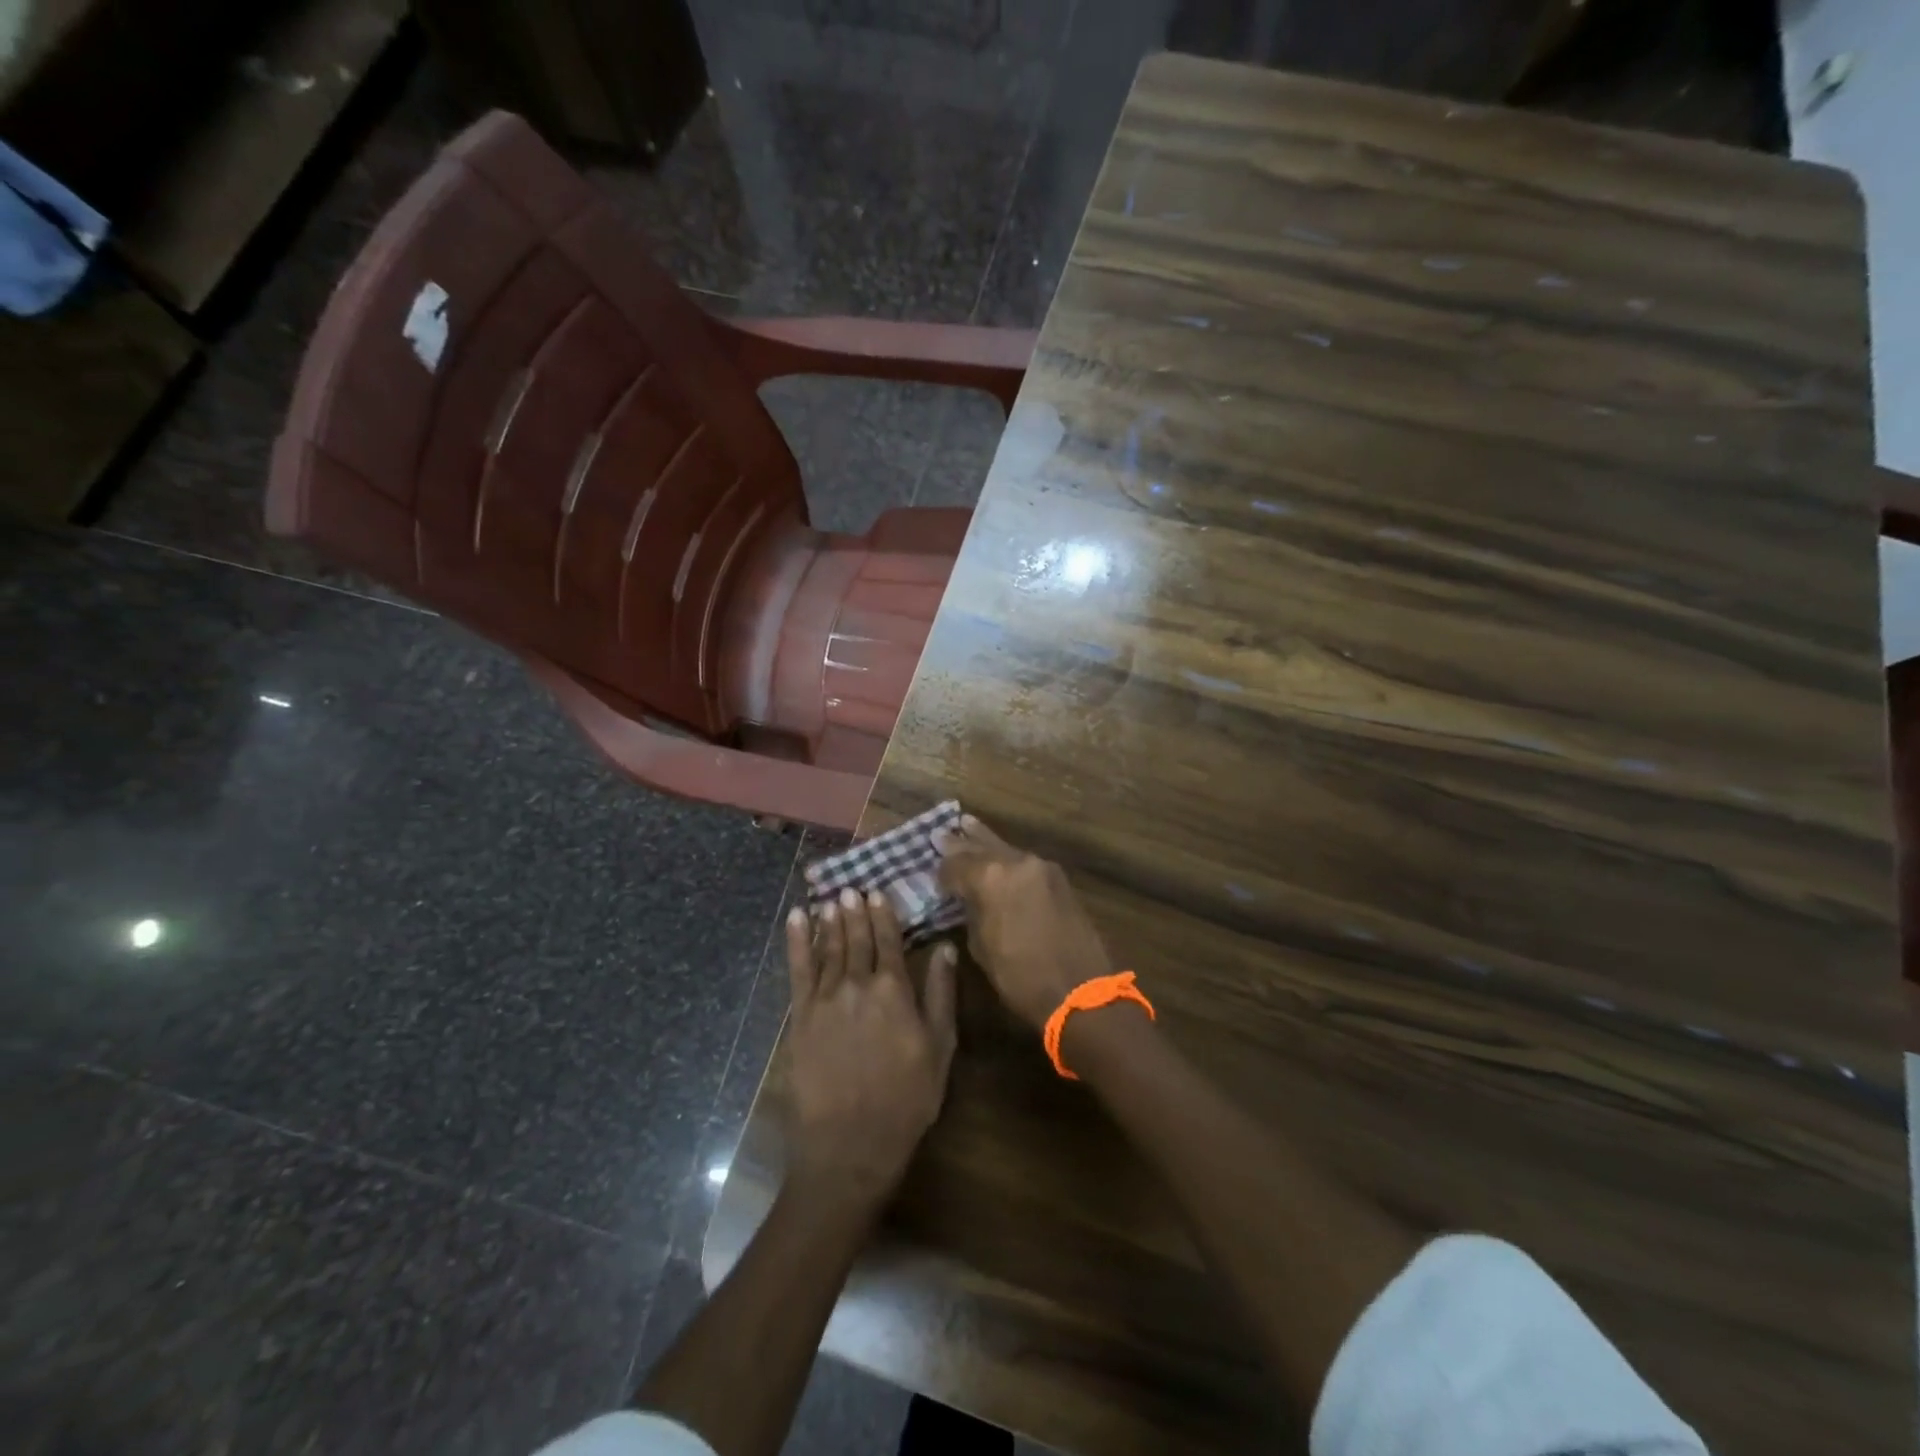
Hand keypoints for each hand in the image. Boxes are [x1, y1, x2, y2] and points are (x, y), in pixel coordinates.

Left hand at [783, 888, 957, 1204]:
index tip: (877, 892)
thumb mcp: (940, 1048)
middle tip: (850, 888)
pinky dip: (797, 941)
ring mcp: (826, 998)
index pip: (888, 941)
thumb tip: (945, 948)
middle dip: (853, 911)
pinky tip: (796, 919)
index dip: (883, 915)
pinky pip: (798, 968)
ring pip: (828, 948)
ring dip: (829, 920)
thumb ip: (941, 994)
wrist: (851, 1142)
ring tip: (829, 898)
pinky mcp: (801, 1015)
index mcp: (894, 990)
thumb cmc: (906, 1098)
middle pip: (856, 939)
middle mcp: (858, 984)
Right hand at [935, 816, 1113, 1028]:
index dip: (942, 872)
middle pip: (981, 847)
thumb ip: (971, 912)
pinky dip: (1008, 858)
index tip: (933, 878)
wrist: (1081, 992)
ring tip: (967, 824)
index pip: (956, 864)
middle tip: (941, 834)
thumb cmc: (1021, 977)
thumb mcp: (981, 947)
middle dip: (960, 844)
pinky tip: (998, 855)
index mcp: (991, 877)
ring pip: (1005, 849)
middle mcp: (1016, 862)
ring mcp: (1041, 867)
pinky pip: (1024, 862)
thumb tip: (967, 899)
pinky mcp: (1058, 878)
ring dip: (985, 842)